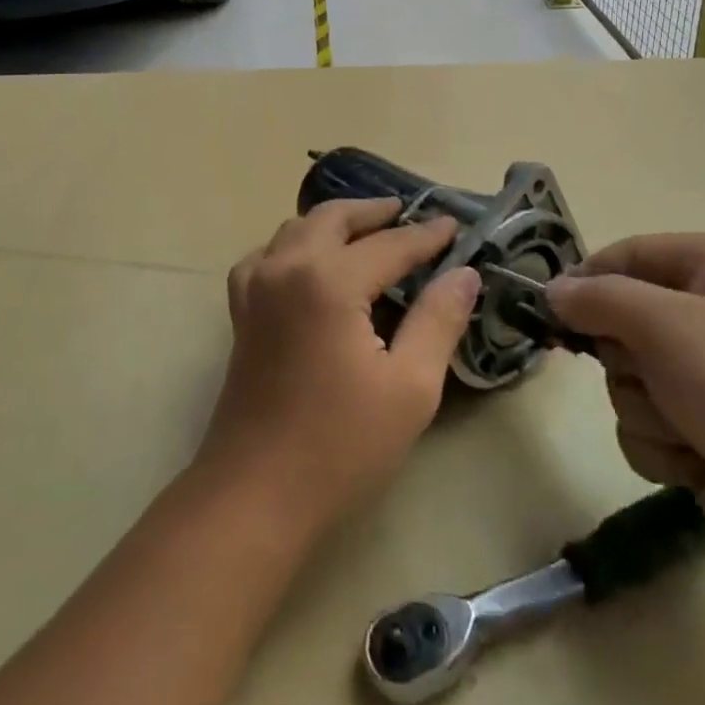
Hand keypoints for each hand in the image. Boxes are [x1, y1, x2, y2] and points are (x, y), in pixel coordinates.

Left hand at [195, 199, 478, 534]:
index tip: (454, 224)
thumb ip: (438, 320)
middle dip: (374, 212)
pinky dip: (294, 244)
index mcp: (329, 280)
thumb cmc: (341, 445)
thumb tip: (464, 273)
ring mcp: (256, 285)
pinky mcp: (241, 309)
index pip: (389, 245)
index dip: (426, 235)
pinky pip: (267, 255)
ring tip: (366, 231)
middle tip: (408, 214)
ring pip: (296, 228)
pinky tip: (308, 263)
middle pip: (334, 218)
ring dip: (334, 222)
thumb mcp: (410, 387)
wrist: (256, 492)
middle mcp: (287, 266)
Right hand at [547, 234, 704, 590]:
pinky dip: (664, 447)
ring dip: (646, 409)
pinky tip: (700, 462)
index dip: (587, 280)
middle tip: (654, 376)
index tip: (551, 310)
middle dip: (627, 360)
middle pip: (621, 322)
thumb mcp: (666, 324)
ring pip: (628, 381)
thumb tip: (551, 290)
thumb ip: (598, 299)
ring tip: (689, 429)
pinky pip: (647, 427)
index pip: (628, 255)